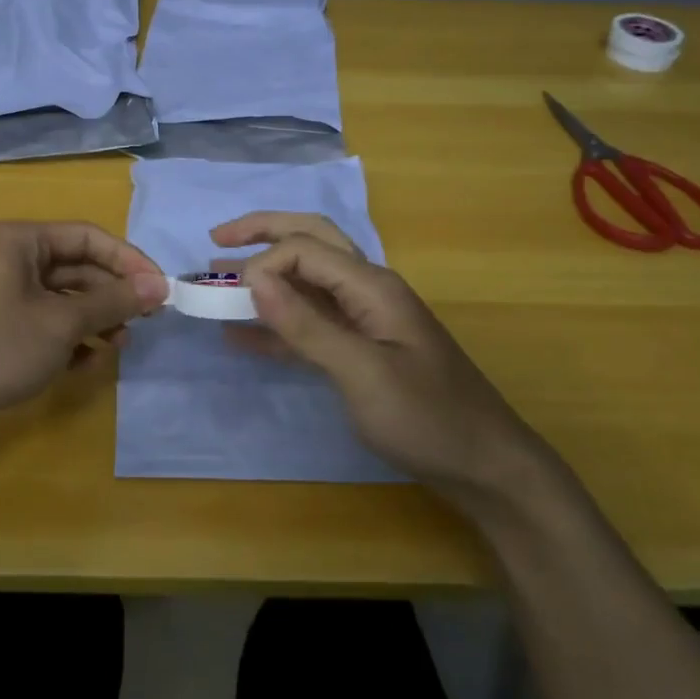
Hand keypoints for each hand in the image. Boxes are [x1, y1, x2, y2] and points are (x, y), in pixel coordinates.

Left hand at [0, 221, 167, 419]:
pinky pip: (41, 326)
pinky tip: (84, 365)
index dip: (129, 261)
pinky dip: (66, 341)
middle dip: (111, 296)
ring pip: (60, 301)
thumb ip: (112, 302)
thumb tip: (159, 286)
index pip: (88, 237)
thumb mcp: (60, 322)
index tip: (161, 291)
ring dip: (92, 322)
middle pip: (75, 269)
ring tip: (116, 348)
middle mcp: (8, 260)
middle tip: (143, 324)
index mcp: (20, 240)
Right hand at [214, 212, 549, 500]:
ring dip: (266, 275)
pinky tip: (241, 332)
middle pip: (311, 242)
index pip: (305, 249)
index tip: (231, 297)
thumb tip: (254, 278)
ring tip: (218, 276)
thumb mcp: (362, 372)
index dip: (262, 263)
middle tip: (217, 237)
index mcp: (372, 286)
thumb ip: (306, 325)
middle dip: (264, 233)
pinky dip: (276, 323)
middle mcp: (367, 291)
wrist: (482, 465)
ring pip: (307, 282)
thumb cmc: (426, 418)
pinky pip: (309, 324)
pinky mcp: (358, 350)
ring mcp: (364, 321)